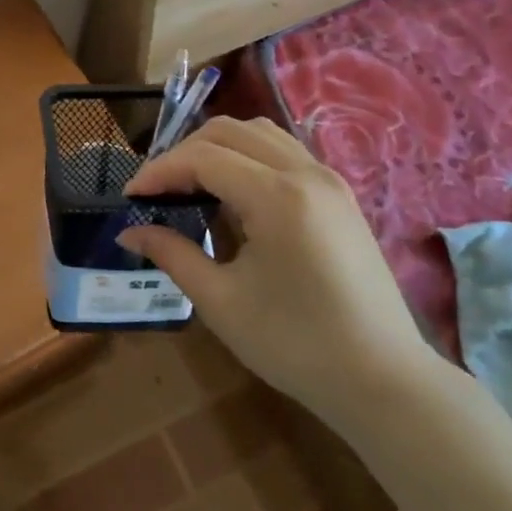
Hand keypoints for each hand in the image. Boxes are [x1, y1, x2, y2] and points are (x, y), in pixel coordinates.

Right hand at [118, 117, 440, 427]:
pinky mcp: (339, 193)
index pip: (202, 158)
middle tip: (156, 190)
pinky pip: (283, 150)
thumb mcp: (221, 302)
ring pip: (258, 132)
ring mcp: (328, 178)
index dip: (159, 171)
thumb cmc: (295, 345)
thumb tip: (129, 233)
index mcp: (277, 196)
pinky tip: (233, 192)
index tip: (130, 196)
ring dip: (216, 147)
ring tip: (190, 184)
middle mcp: (305, 172)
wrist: (383, 379)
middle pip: (228, 131)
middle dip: (183, 153)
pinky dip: (247, 155)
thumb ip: (172, 254)